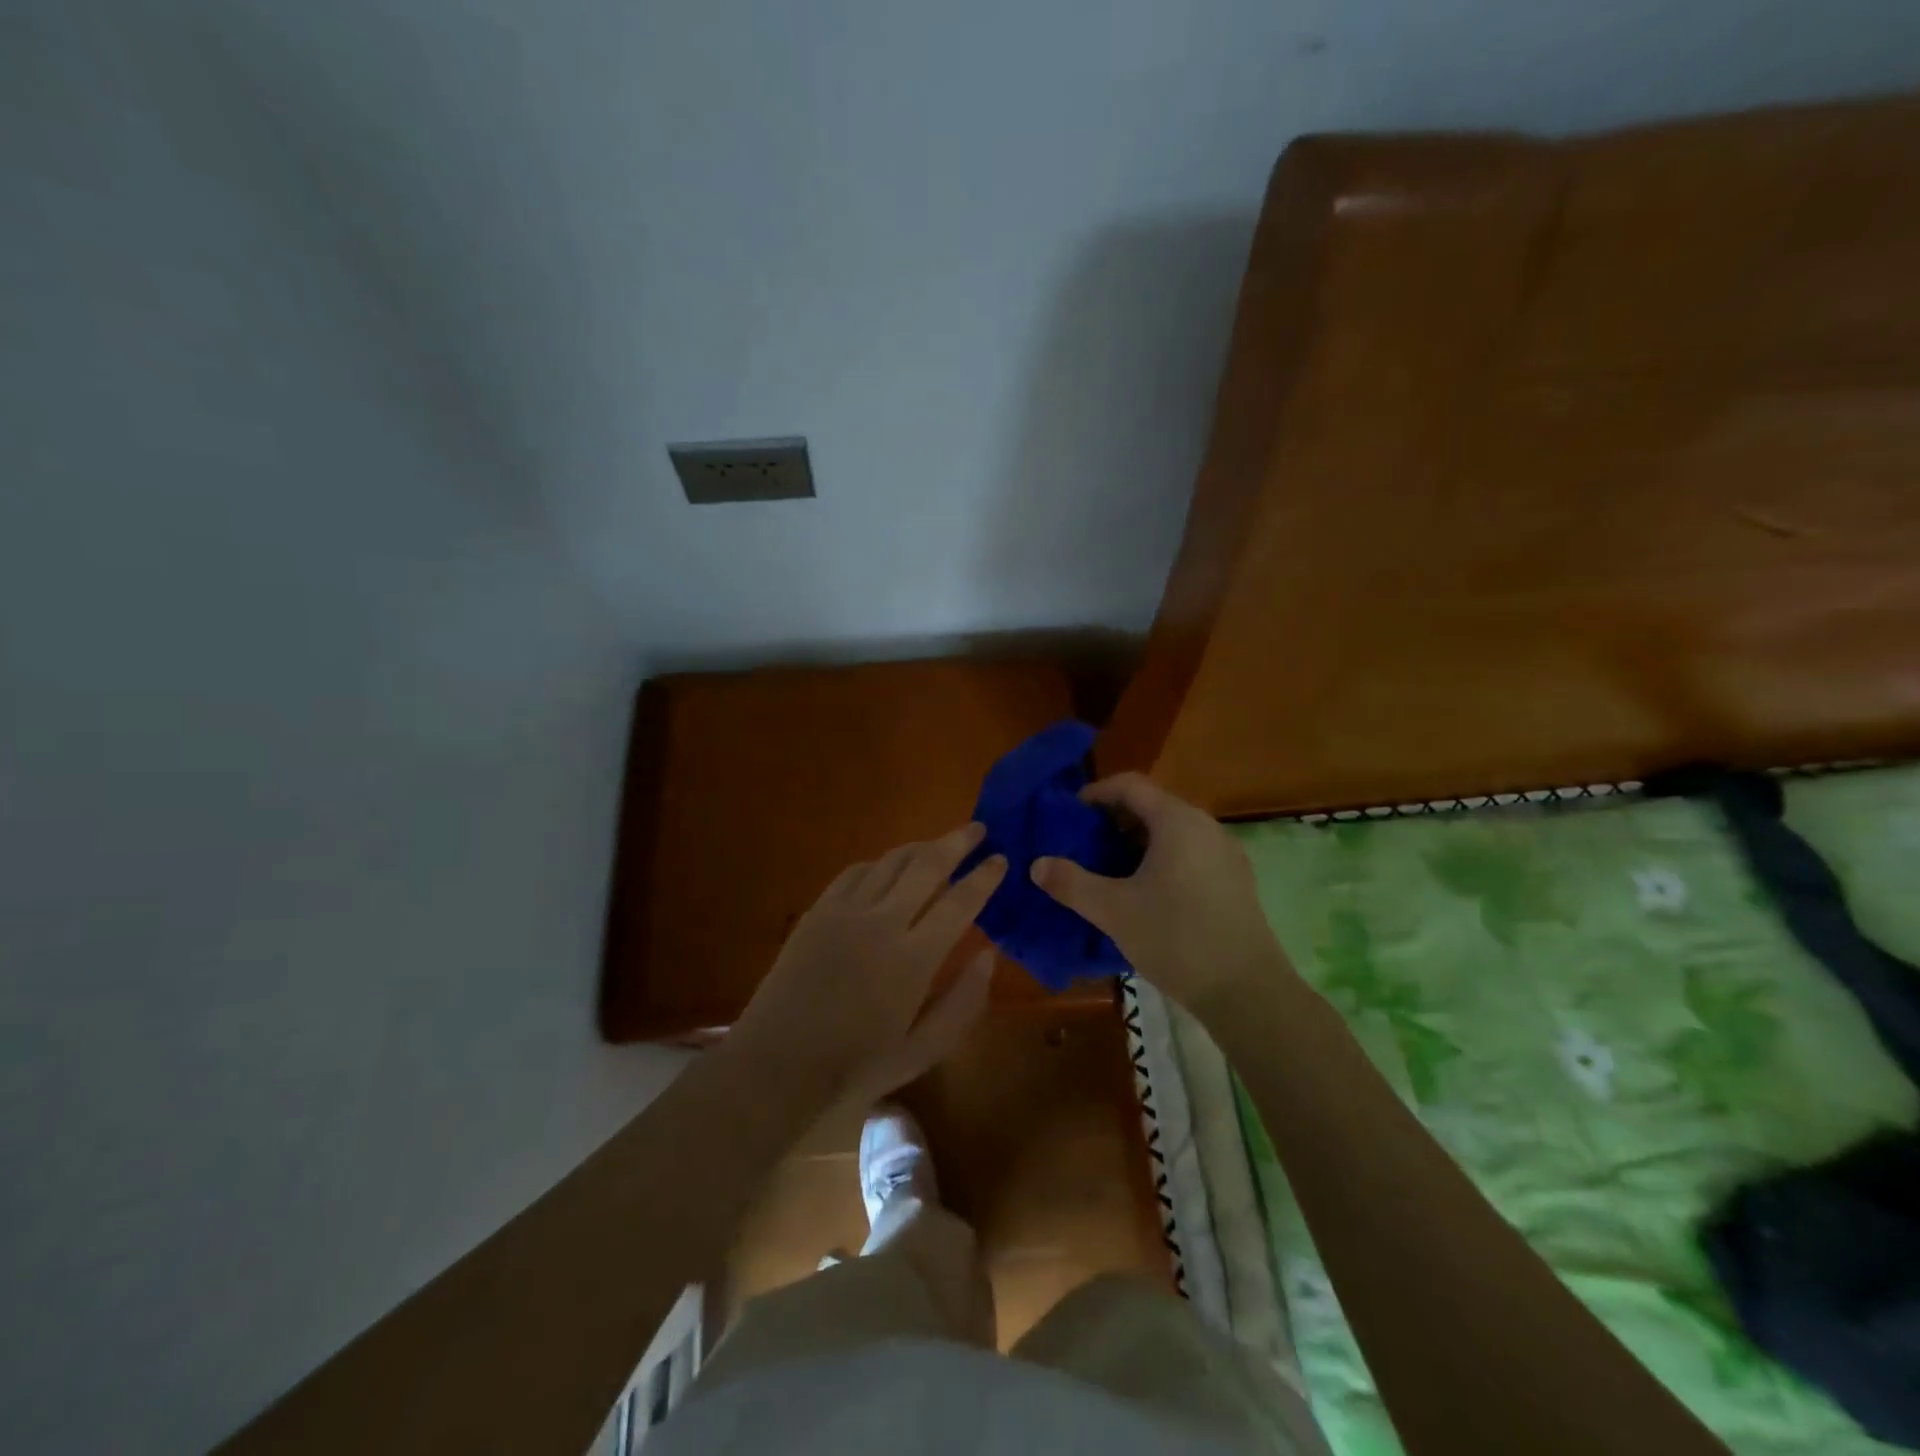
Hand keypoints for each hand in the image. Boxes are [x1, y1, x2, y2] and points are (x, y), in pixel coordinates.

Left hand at [732, 824, 1006, 1115]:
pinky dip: (879, 863)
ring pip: (890, 862)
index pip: (960, 903)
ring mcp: (845, 912)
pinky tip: (887, 867)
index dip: (984, 877)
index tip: (1001, 859)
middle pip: (927, 866)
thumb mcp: (923, 1050)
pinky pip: (855, 872)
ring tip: (938, 845)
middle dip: (957, 842)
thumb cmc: (856, 1066)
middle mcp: (882, 922)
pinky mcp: (818, 911)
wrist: (778, 1066)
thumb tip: (989, 954)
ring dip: (920, 848)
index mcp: (914, 959)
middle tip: (978, 829)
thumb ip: (963, 1001)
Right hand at [1030, 773, 1290, 1014]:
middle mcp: (1205, 826)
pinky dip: (1160, 859)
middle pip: (1151, 806)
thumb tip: (1037, 864)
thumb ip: (1071, 882)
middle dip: (1112, 821)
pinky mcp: (1234, 880)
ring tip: (1107, 870)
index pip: (1130, 785)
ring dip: (1135, 842)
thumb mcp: (1113, 911)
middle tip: (1081, 846)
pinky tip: (1144, 893)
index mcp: (1177, 821)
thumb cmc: (1176, 939)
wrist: (1247, 991)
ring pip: (1171, 831)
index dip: (1095, 794)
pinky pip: (1189, 853)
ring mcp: (1225, 853)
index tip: (1068, 816)